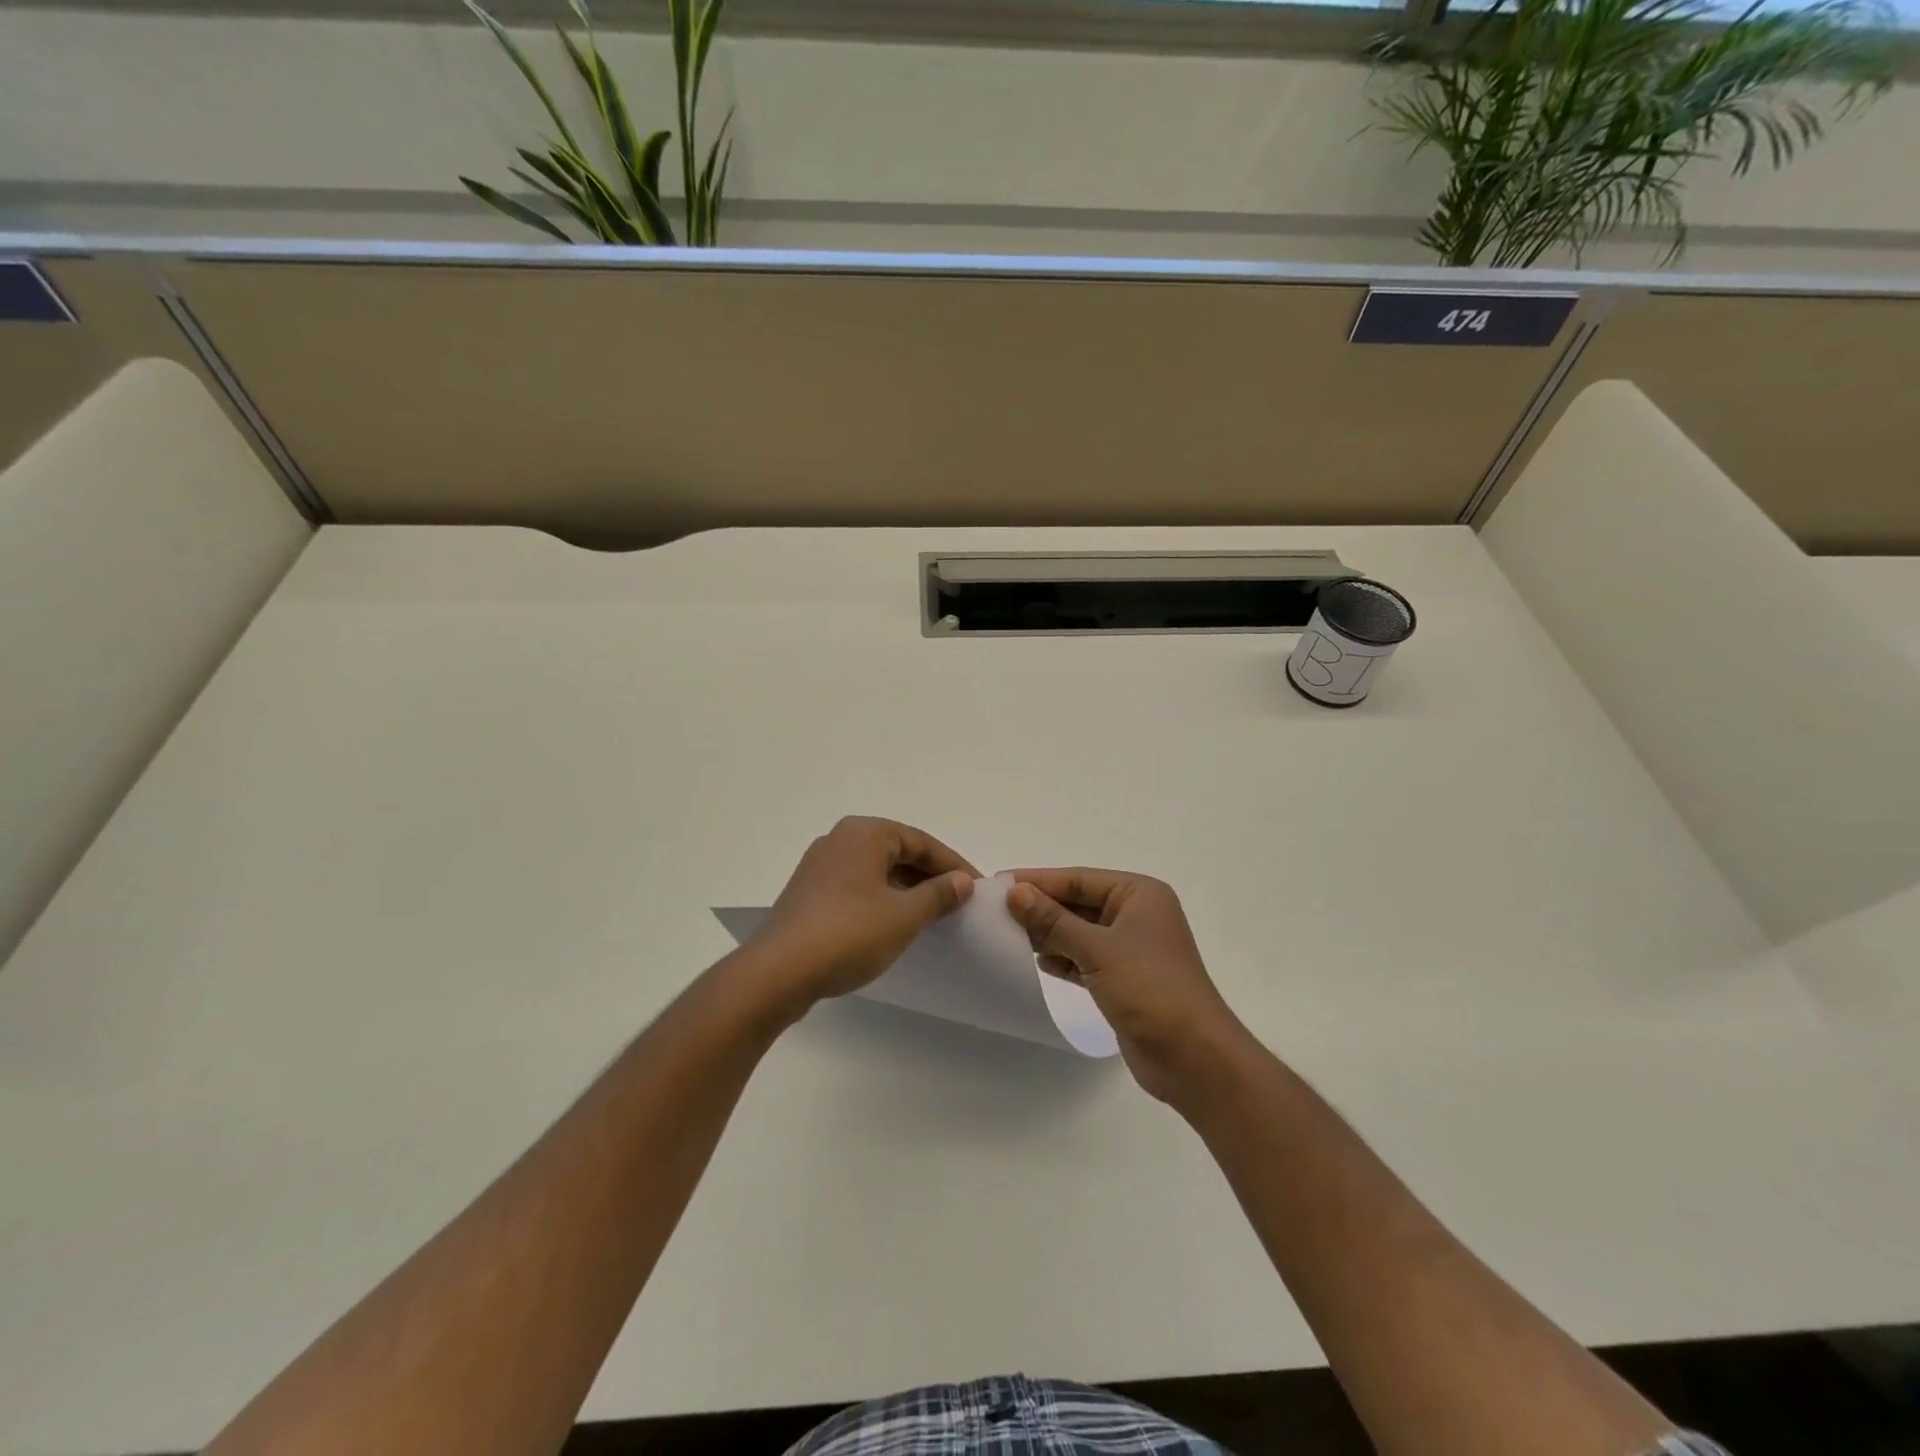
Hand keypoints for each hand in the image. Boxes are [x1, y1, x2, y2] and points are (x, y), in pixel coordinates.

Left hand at [747, 817, 976, 1012]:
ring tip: (932, 914)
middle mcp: (840, 839)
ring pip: (876, 870)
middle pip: (897, 851)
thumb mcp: (904, 916)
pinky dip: (881, 898)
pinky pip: (857, 885)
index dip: (952, 865)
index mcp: (865, 833)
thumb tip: (963, 881)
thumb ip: (938, 895)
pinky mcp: (809, 892)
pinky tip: (893, 923)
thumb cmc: (848, 934)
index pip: (921, 841)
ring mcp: (820, 865)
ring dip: (906, 889)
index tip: (977, 887)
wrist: (777, 972)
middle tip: (958, 901)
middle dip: (929, 875)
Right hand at [1006, 868, 1249, 1105]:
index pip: (1078, 879)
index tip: (998, 883)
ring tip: (1007, 935)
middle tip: (995, 911)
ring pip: (1079, 931)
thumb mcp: (1097, 949)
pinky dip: (1062, 958)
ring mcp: (1131, 948)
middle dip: (1041, 908)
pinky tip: (1036, 961)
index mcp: (1139, 894)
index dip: (1039, 881)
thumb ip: (1053, 920)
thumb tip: (1015, 891)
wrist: (1194, 1058)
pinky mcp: (1124, 979)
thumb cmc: (1150, 989)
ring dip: (1048, 934)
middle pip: (1078, 903)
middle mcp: (1136, 914)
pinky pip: (1085, 958)